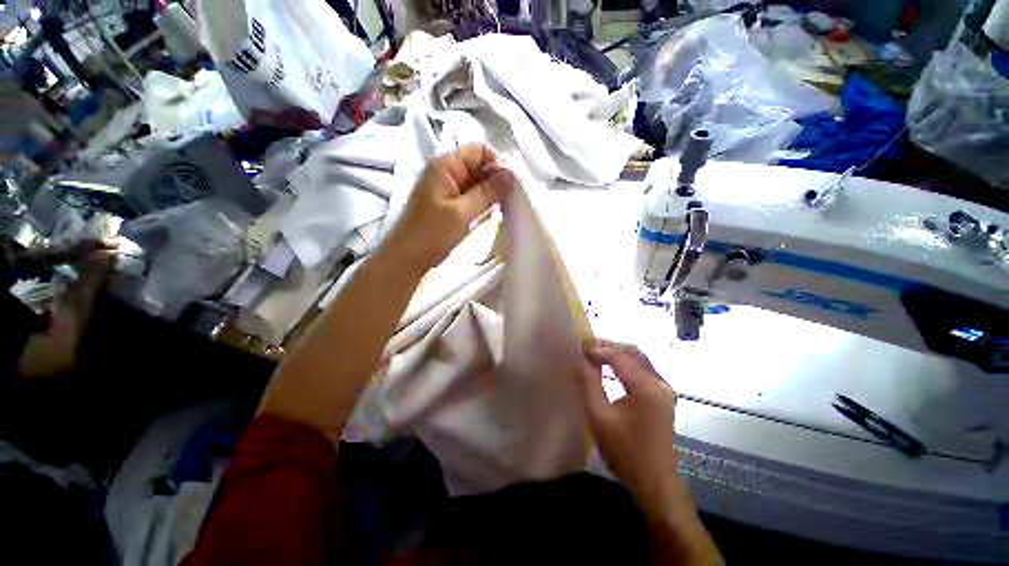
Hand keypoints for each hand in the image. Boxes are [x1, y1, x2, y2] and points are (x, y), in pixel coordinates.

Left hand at [383, 144, 515, 274]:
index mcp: (445, 165)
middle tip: (512, 199)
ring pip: (477, 183)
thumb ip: (488, 192)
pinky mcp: (449, 204)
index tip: (512, 185)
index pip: (480, 151)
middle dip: (497, 180)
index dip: (498, 164)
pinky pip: (471, 196)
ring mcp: (447, 188)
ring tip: (504, 208)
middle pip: (479, 166)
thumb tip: (512, 174)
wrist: (407, 259)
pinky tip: (491, 214)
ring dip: (491, 193)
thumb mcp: (462, 212)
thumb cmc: (431, 234)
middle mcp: (446, 171)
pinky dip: (483, 203)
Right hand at [578, 339, 678, 502]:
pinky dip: (626, 363)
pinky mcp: (664, 397)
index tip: (579, 347)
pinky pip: (644, 369)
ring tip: (596, 354)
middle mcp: (659, 382)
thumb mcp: (599, 417)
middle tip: (586, 348)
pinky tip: (612, 368)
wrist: (656, 483)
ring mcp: (664, 389)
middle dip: (608, 346)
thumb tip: (582, 360)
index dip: (597, 349)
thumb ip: (589, 383)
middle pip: (632, 352)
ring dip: (617, 353)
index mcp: (645, 387)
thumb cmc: (625, 452)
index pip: (618, 356)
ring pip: (640, 359)